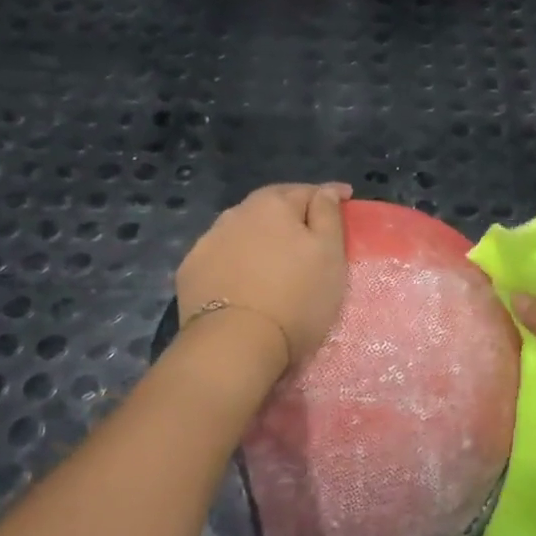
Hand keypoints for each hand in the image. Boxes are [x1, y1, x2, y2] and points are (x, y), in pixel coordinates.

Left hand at [177, 183, 351, 369]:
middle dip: (290, 213)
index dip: (329, 196)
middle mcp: (236, 213)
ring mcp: (207, 242)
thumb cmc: (296, 297)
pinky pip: (222, 257)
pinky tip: (243, 278)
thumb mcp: (329, 254)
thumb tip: (326, 190)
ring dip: (260, 237)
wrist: (234, 344)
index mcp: (273, 204)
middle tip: (309, 231)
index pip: (307, 191)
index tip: (345, 201)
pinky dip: (236, 261)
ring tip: (274, 257)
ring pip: (242, 231)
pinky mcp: (190, 272)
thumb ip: (328, 215)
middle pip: (270, 207)